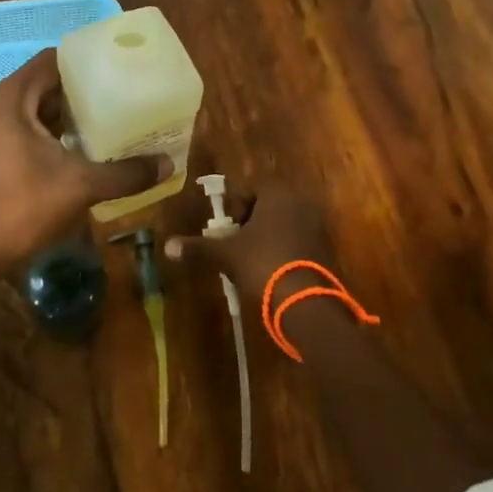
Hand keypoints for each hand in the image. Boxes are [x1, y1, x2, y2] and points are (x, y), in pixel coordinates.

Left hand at [0, 48, 162, 273]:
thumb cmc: (22, 209)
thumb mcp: (80, 187)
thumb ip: (125, 173)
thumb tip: (168, 164)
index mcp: (7, 100)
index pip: (49, 61)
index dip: (83, 63)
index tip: (115, 70)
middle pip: (40, 82)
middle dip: (78, 90)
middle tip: (117, 96)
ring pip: (30, 105)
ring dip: (62, 112)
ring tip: (104, 119)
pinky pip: (19, 123)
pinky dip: (46, 128)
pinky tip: (76, 145)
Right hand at [165, 186, 336, 301]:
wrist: (306, 303)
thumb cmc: (263, 264)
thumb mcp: (226, 254)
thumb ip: (198, 247)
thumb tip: (167, 246)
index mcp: (277, 194)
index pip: (248, 188)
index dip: (234, 208)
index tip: (226, 229)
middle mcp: (299, 203)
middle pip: (266, 205)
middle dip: (249, 223)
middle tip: (235, 245)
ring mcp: (316, 225)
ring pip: (282, 224)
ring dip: (266, 237)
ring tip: (251, 261)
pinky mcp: (325, 248)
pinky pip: (297, 241)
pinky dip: (283, 250)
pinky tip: (272, 272)